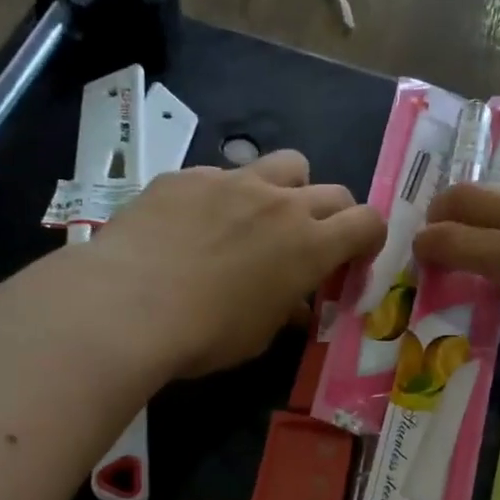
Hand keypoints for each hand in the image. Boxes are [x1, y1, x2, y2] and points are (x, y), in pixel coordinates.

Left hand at [91, 151, 385, 377]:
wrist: (128, 305)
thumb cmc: (207, 334)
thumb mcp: (260, 334)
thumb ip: (286, 309)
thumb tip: (294, 304)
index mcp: (310, 245)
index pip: (368, 222)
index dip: (370, 239)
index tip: (354, 260)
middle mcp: (280, 202)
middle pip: (332, 191)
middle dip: (333, 217)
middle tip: (310, 245)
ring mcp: (232, 180)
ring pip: (284, 164)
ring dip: (287, 189)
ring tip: (260, 219)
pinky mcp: (188, 176)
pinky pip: (222, 175)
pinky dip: (225, 197)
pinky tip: (195, 226)